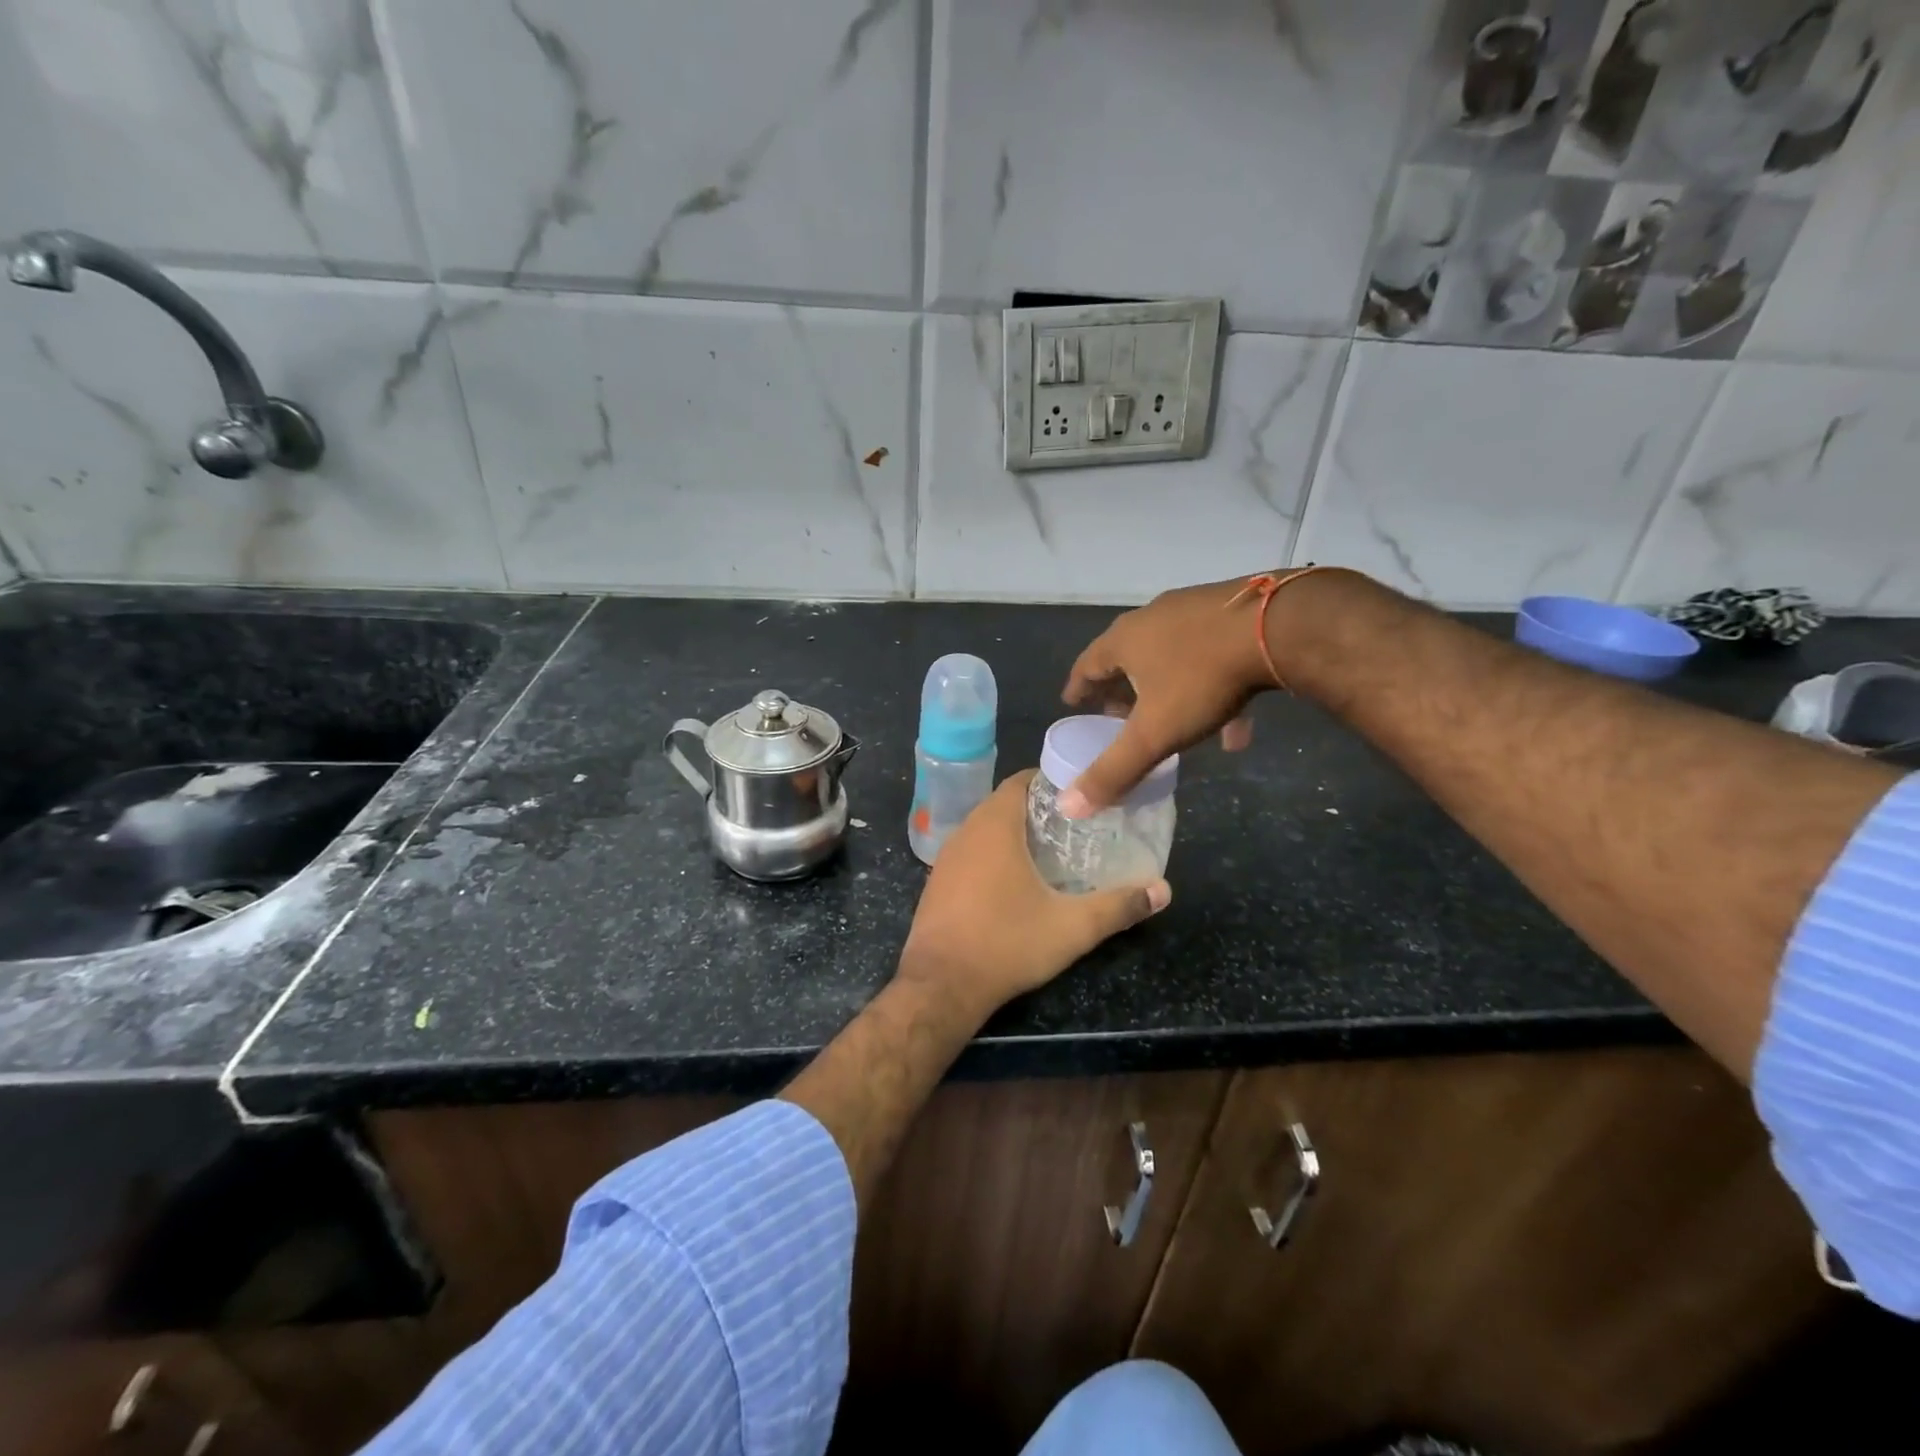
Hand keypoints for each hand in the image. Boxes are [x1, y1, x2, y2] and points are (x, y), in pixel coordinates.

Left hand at [899, 771, 1170, 1016]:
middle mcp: (966, 831)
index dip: (1051, 782)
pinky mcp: (937, 882)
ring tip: (1052, 850)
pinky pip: (970, 853)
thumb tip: (1163, 890)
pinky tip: (1015, 880)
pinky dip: (993, 854)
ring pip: (984, 829)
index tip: (1081, 794)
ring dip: (1014, 832)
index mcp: (994, 825)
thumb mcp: (1072, 927)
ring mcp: (946, 857)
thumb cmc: (1006, 943)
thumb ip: (1119, 906)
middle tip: (1076, 825)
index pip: (1021, 781)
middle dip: (1038, 809)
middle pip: (1004, 803)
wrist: (941, 985)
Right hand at [1059, 576, 1284, 814]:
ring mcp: (1194, 611)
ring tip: (1171, 721)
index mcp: (1124, 640)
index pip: (1087, 665)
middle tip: (1118, 714)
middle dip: (1121, 689)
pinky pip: (1211, 657)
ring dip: (1166, 691)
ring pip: (1171, 657)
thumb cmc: (1202, 679)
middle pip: (1127, 657)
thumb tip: (1070, 806)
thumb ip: (1114, 770)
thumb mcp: (1154, 733)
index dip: (1078, 688)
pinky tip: (1233, 728)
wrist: (1278, 626)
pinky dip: (1211, 689)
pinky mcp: (1233, 613)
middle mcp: (1153, 618)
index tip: (1073, 703)